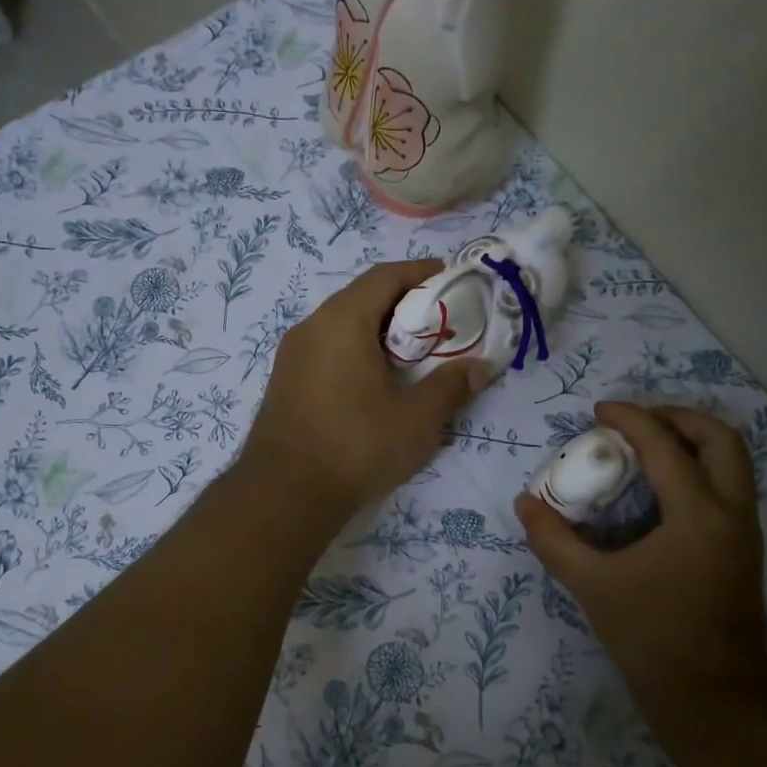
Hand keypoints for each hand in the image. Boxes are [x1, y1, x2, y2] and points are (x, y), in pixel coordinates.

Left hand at [240, 260, 487, 513]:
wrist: (285, 494)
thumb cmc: (356, 447)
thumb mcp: (416, 419)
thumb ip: (451, 386)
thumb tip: (480, 367)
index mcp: (343, 321)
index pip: (386, 276)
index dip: (422, 272)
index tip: (452, 280)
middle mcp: (311, 326)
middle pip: (362, 296)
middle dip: (404, 302)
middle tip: (439, 322)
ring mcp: (292, 354)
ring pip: (342, 323)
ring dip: (378, 328)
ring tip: (412, 352)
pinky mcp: (285, 379)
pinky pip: (326, 347)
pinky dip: (355, 348)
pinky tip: (375, 378)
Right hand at [515, 401, 766, 715]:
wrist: (711, 699)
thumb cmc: (651, 637)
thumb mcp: (592, 585)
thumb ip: (553, 540)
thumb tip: (525, 503)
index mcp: (699, 514)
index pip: (666, 446)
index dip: (631, 419)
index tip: (600, 410)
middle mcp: (732, 513)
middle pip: (720, 439)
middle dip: (677, 418)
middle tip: (635, 422)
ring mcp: (745, 533)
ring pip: (732, 463)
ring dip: (692, 442)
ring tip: (646, 448)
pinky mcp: (743, 551)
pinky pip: (728, 488)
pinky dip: (699, 470)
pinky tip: (660, 491)